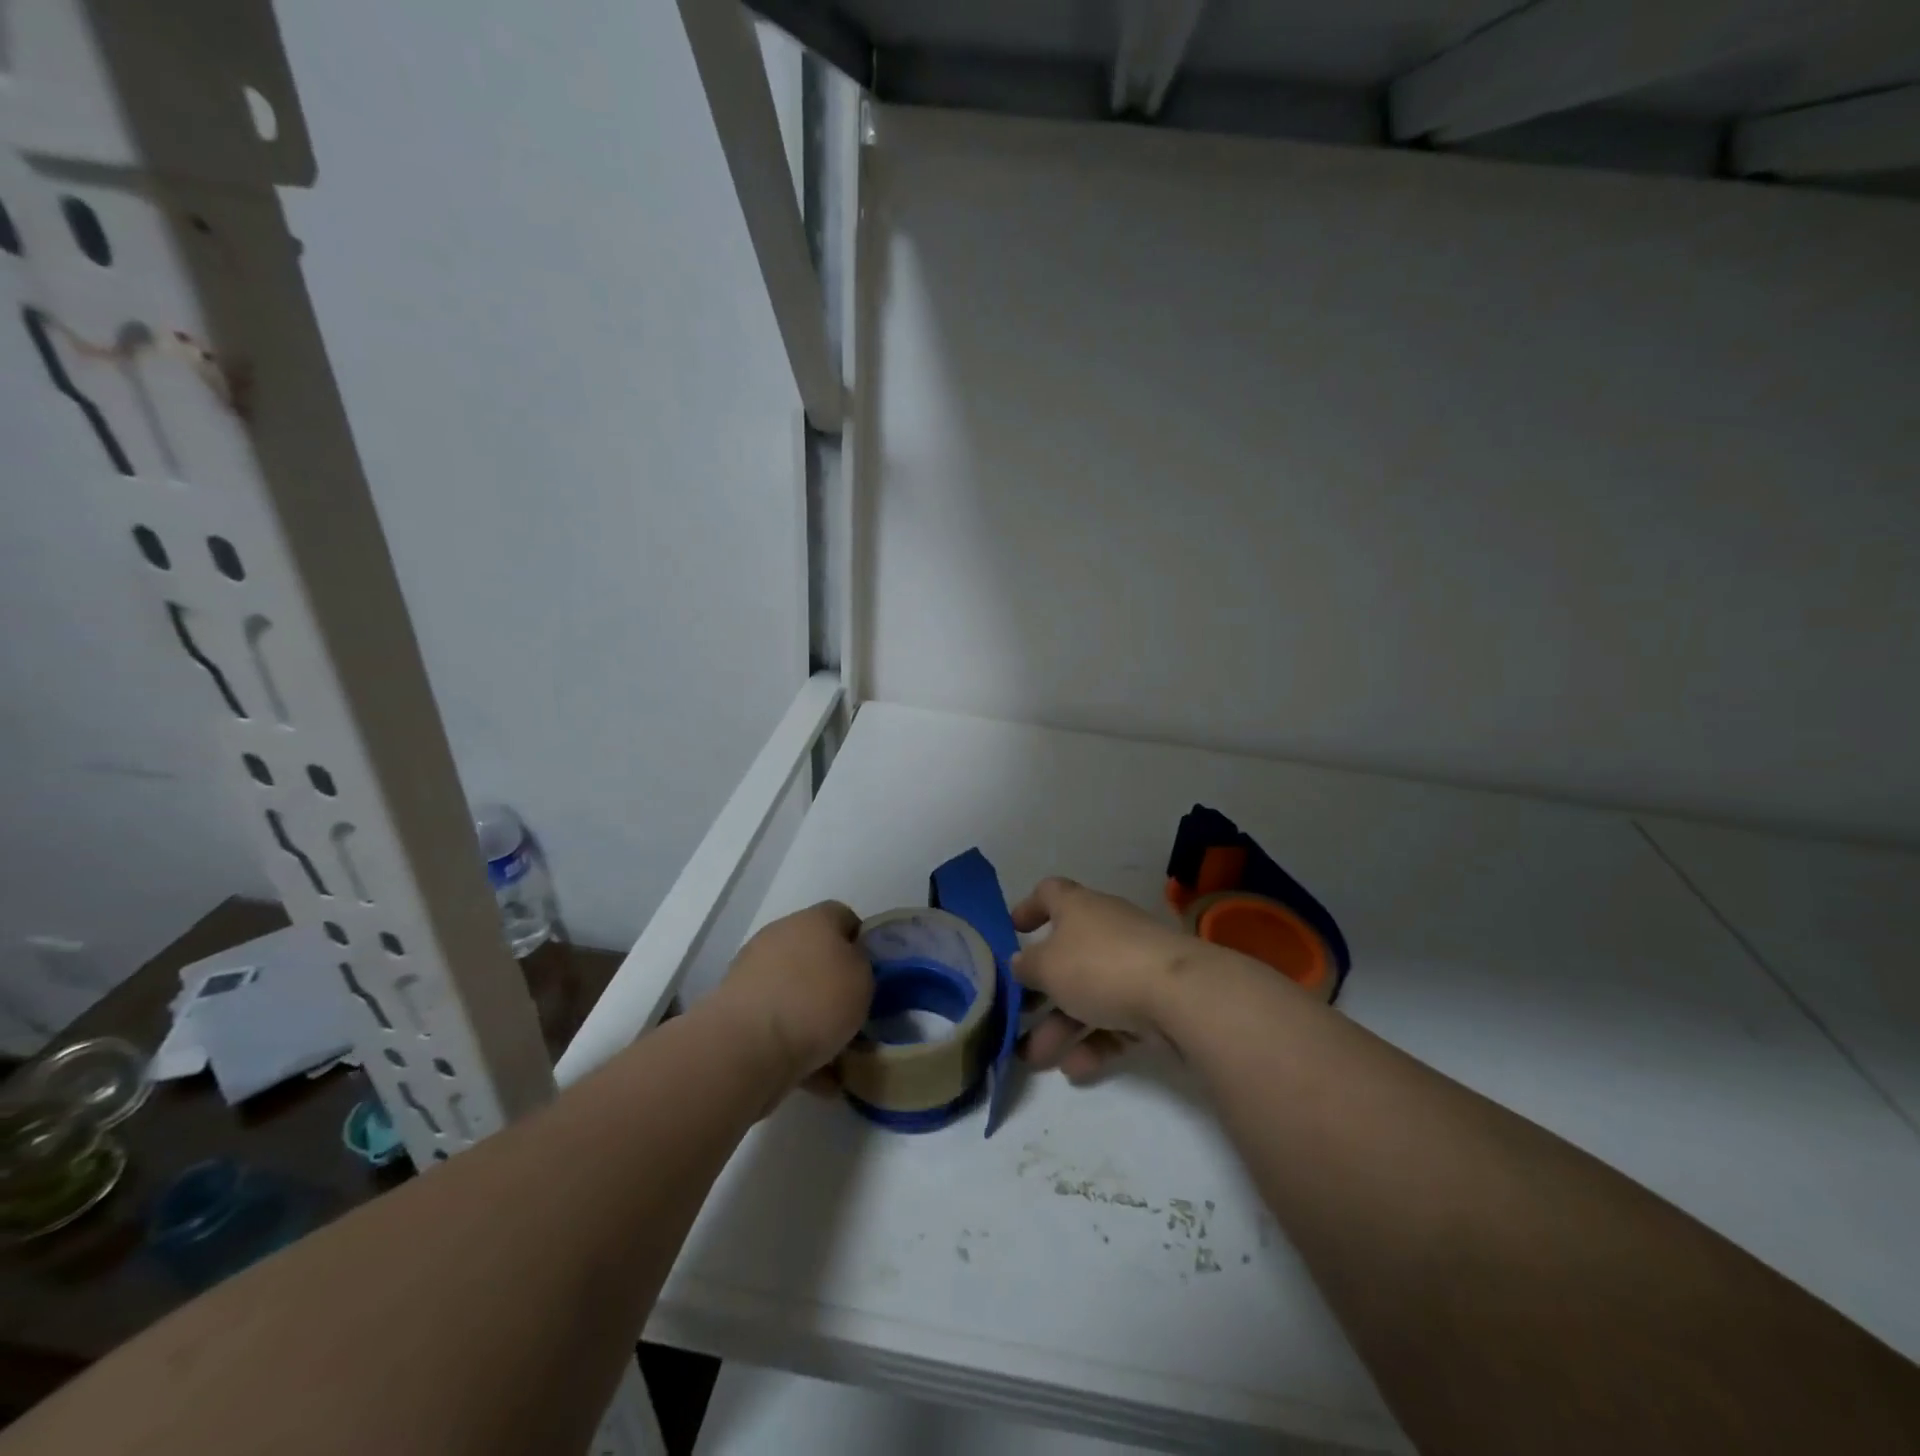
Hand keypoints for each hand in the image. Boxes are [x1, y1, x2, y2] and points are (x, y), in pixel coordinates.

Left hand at [710, 902, 871, 1090]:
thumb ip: (863, 964)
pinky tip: (820, 1080)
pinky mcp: (738, 1013)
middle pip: (816, 955)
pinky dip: (798, 1048)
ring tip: (841, 1054)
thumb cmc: (815, 1000)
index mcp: (813, 920)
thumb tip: (850, 965)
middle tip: (857, 1012)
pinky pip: (778, 1027)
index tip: (874, 971)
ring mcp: (754, 975)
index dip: (862, 941)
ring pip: (796, 993)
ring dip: (815, 1018)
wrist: (746, 1047)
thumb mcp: (863, 976)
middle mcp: (780, 938)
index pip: (843, 916)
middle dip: (835, 983)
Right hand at [1011, 877, 1198, 1083]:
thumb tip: (1020, 963)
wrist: (1180, 996)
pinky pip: (1116, 1020)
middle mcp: (1106, 930)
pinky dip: (1094, 1042)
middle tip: (1017, 1015)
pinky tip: (1075, 1069)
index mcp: (1079, 908)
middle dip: (1040, 990)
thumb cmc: (1101, 966)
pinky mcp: (1155, 1000)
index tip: (1012, 930)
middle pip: (1066, 956)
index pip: (1050, 893)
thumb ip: (1027, 966)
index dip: (1029, 907)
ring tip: (1036, 1059)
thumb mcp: (1048, 966)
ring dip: (1060, 1026)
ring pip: (1089, 994)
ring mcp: (1133, 965)